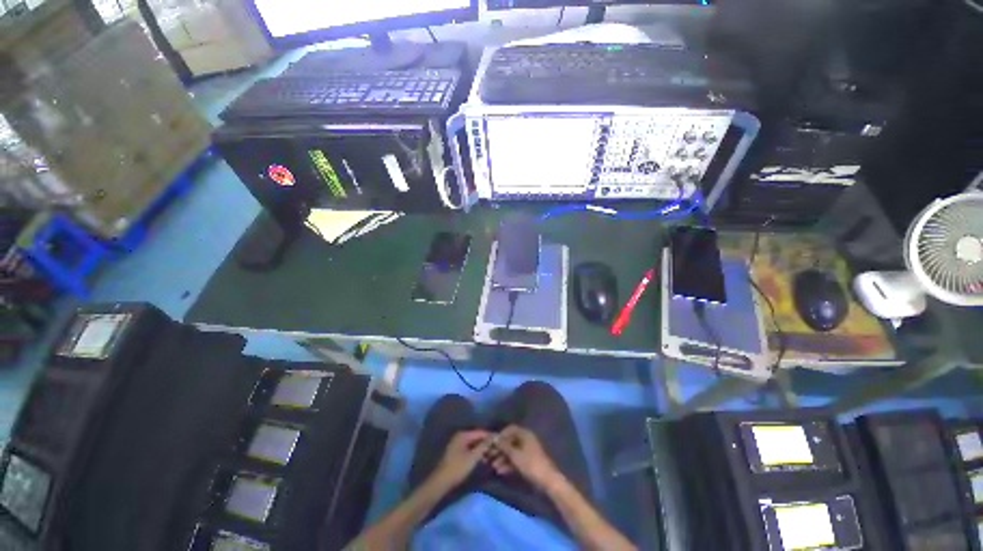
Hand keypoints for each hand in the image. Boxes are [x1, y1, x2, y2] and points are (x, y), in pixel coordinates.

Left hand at [430, 430, 493, 490]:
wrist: (440, 482)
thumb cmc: (457, 468)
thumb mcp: (473, 457)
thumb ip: (484, 446)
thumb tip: (495, 436)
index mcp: (463, 434)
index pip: (481, 432)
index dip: (491, 436)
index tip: (502, 441)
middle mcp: (460, 436)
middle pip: (477, 437)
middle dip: (487, 443)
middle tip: (498, 450)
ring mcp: (457, 444)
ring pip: (474, 444)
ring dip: (482, 449)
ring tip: (492, 456)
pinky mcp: (456, 452)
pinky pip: (469, 449)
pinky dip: (476, 453)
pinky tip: (483, 460)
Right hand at [488, 425, 560, 490]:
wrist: (547, 481)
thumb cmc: (531, 464)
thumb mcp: (515, 455)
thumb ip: (503, 445)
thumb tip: (494, 437)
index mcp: (525, 434)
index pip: (510, 429)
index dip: (501, 435)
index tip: (492, 443)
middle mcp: (526, 439)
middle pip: (510, 440)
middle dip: (499, 448)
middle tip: (489, 457)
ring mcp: (527, 451)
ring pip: (512, 451)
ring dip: (502, 458)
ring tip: (493, 467)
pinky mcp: (528, 462)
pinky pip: (516, 459)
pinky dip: (508, 464)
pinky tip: (500, 471)